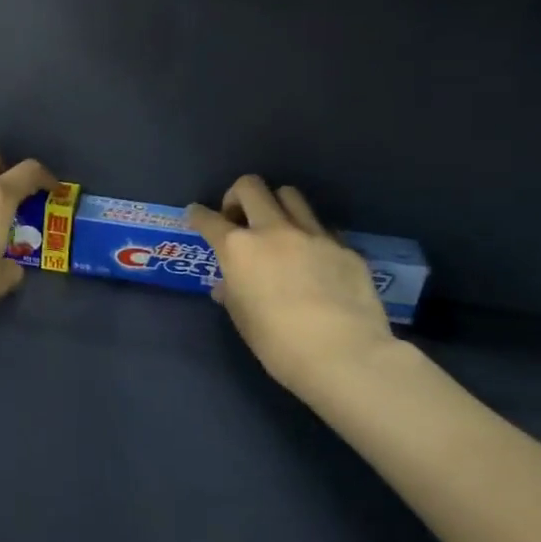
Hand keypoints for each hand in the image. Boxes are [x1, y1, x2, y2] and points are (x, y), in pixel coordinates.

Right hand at [187, 176, 392, 401]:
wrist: (344, 355)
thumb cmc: (279, 344)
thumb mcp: (243, 319)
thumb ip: (232, 293)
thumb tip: (226, 285)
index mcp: (239, 249)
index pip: (208, 219)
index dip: (197, 215)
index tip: (196, 215)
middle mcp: (273, 230)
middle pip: (251, 187)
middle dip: (237, 196)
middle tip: (238, 219)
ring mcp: (313, 234)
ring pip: (290, 195)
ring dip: (276, 205)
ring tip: (277, 229)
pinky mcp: (344, 247)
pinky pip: (321, 227)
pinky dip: (309, 235)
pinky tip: (313, 260)